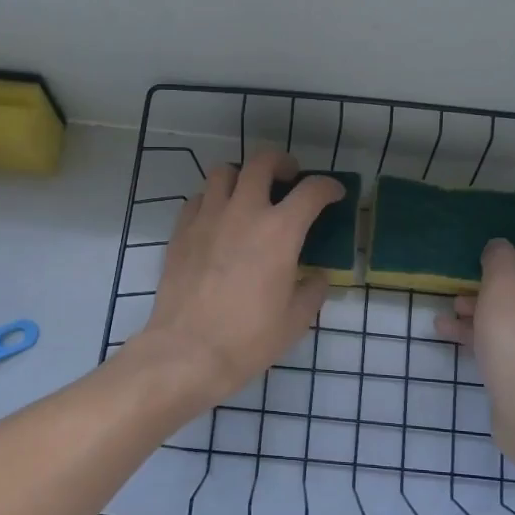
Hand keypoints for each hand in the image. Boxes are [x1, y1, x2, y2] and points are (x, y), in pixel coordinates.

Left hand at [134, 152, 345, 404]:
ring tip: (248, 195)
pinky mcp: (180, 232)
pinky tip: (218, 220)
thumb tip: (315, 276)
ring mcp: (207, 218)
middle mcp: (243, 212)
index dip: (328, 187)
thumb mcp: (295, 321)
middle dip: (281, 163)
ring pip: (223, 172)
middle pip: (262, 162)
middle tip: (288, 177)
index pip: (312, 191)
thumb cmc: (248, 339)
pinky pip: (197, 199)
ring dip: (242, 176)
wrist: (187, 352)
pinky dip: (212, 200)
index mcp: (280, 231)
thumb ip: (312, 291)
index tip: (333, 194)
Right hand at [436, 241, 514, 428]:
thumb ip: (499, 260)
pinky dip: (486, 334)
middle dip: (500, 282)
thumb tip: (501, 247)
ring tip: (451, 308)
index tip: (509, 252)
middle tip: (472, 280)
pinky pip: (513, 342)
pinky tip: (448, 332)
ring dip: (486, 308)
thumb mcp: (502, 288)